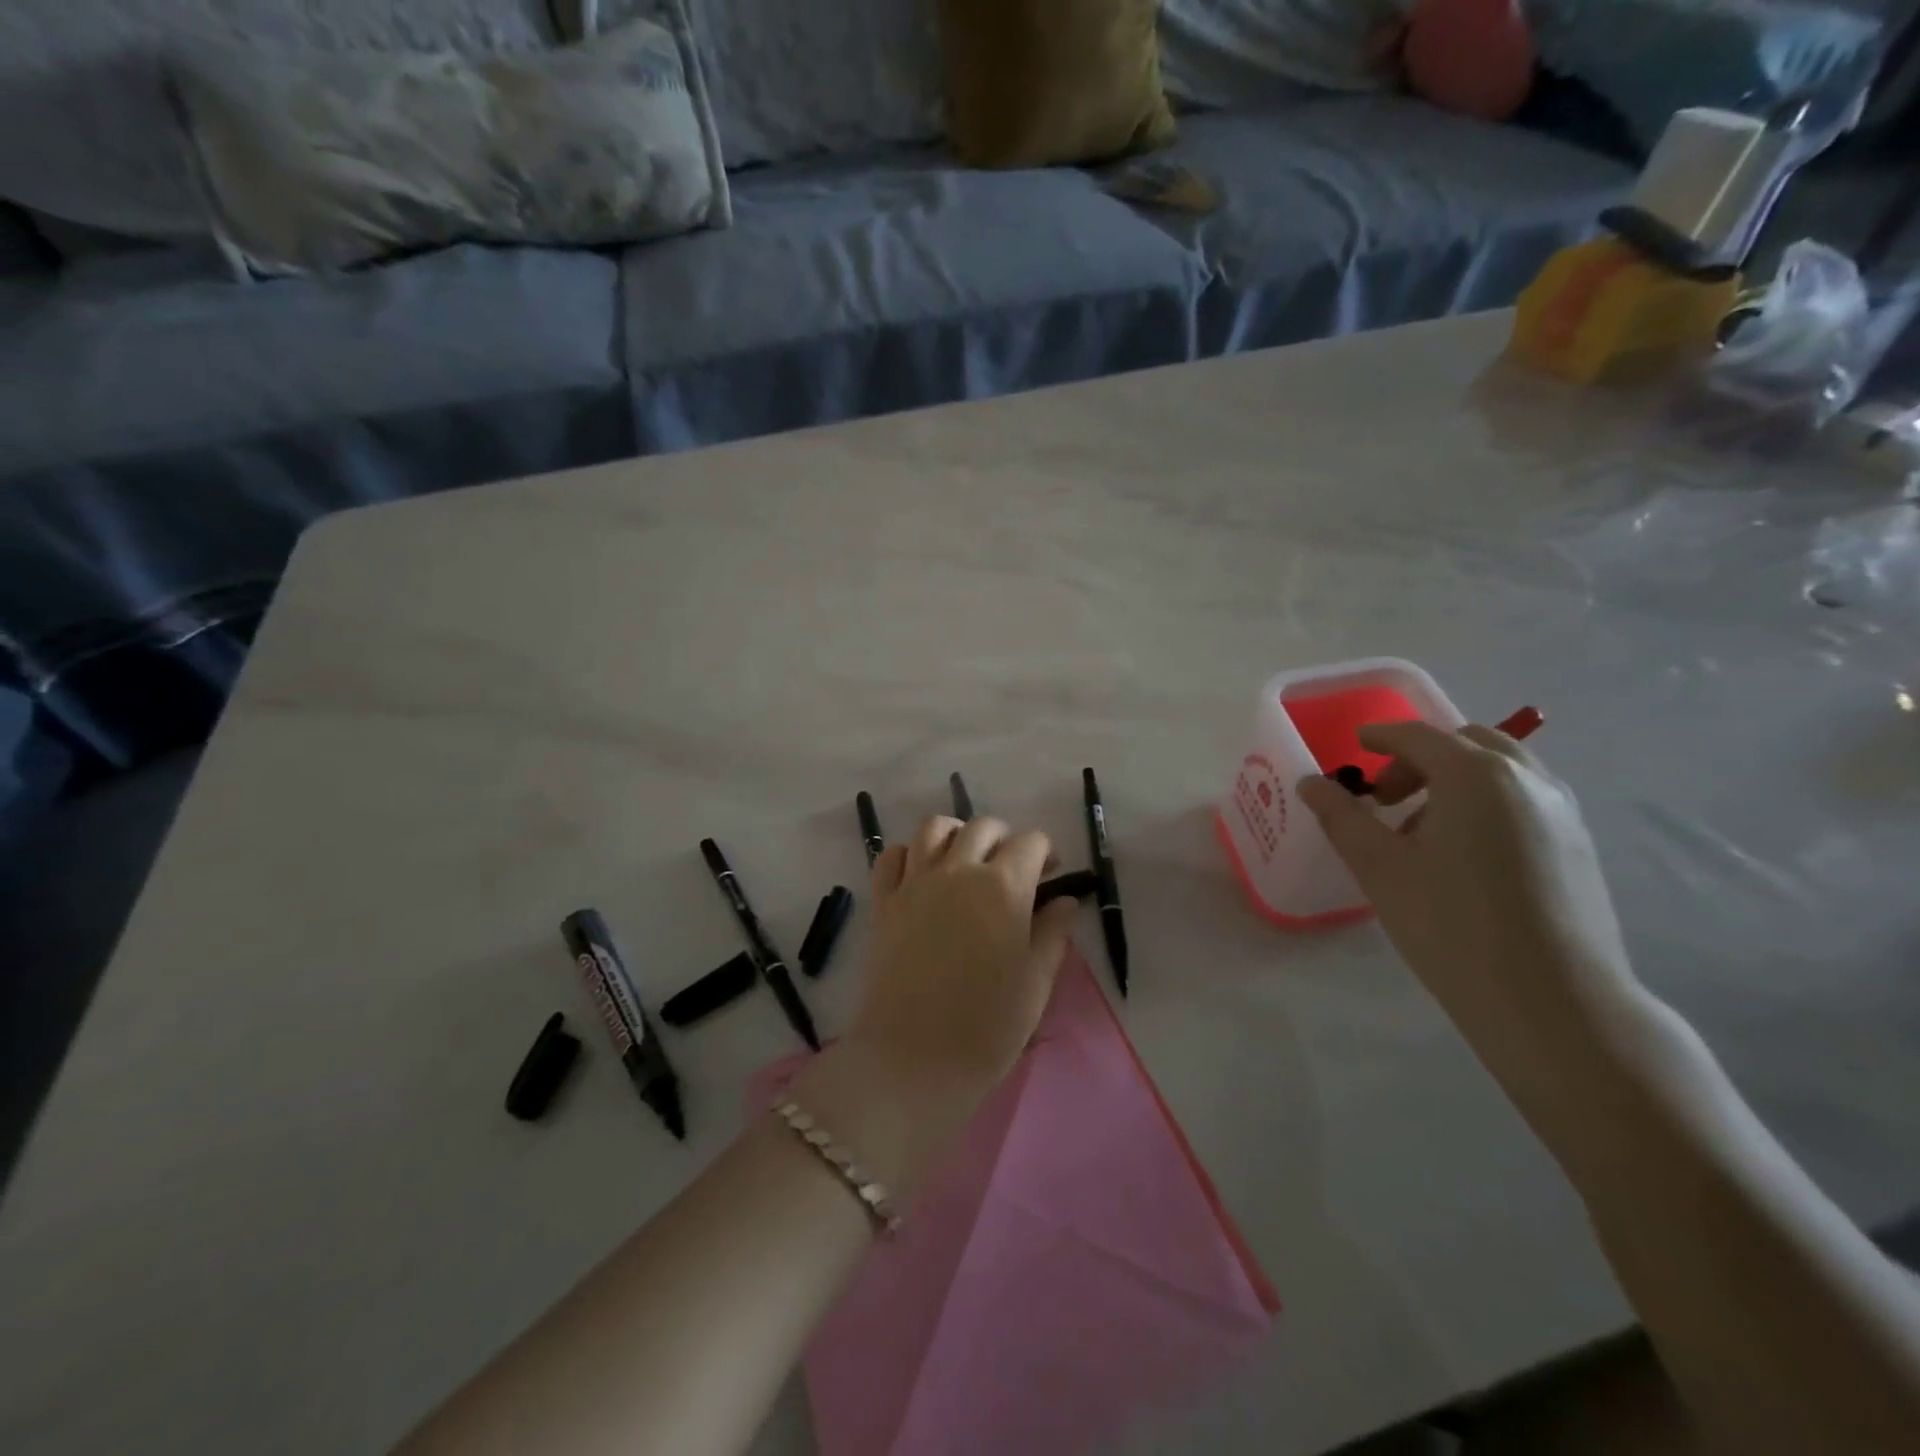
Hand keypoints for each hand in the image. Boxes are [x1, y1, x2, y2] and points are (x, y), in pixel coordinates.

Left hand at [848, 814, 1079, 1103]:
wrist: (911, 1059)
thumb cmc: (986, 1027)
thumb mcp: (1036, 982)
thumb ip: (1053, 933)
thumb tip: (1064, 900)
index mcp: (1003, 886)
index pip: (1030, 842)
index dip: (1046, 853)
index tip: (1050, 875)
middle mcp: (957, 870)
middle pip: (983, 827)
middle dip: (1005, 839)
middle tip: (1012, 869)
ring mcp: (915, 882)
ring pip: (935, 827)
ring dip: (957, 834)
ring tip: (966, 861)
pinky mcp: (883, 902)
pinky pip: (892, 856)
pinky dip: (910, 853)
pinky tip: (923, 875)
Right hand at [1298, 721, 1650, 1115]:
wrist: (1554, 1001)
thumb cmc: (1451, 924)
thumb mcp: (1379, 867)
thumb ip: (1341, 816)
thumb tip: (1311, 783)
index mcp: (1475, 775)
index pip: (1419, 736)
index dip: (1381, 736)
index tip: (1356, 745)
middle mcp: (1526, 780)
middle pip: (1466, 744)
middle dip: (1420, 758)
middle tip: (1386, 796)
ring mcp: (1562, 812)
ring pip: (1501, 771)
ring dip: (1456, 780)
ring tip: (1423, 829)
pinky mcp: (1579, 846)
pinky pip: (1524, 800)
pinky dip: (1487, 802)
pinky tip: (1465, 854)